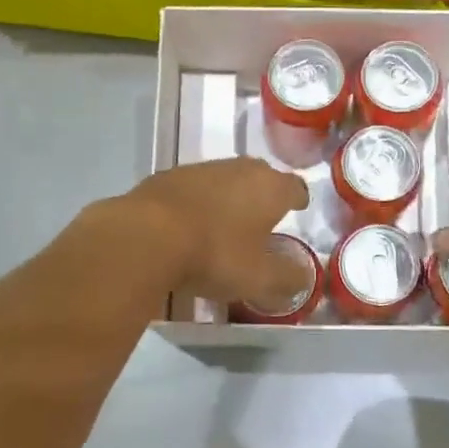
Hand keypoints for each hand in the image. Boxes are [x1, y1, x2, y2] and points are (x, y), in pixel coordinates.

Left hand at [115, 158, 311, 307]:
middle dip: (264, 194)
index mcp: (269, 187)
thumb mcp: (260, 278)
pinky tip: (189, 225)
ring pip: (224, 180)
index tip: (298, 207)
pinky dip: (197, 203)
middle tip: (263, 216)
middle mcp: (238, 169)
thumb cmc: (215, 254)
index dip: (298, 199)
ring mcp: (199, 170)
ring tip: (225, 223)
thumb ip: (287, 278)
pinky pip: (192, 190)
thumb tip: (302, 277)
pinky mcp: (166, 178)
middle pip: (259, 176)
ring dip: (228, 197)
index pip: (294, 187)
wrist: (145, 237)